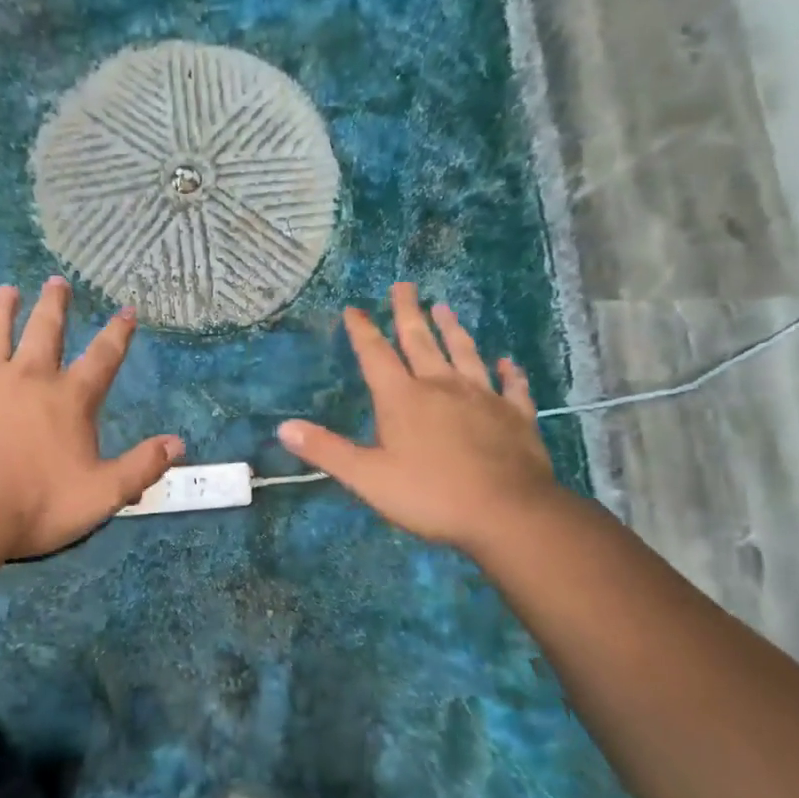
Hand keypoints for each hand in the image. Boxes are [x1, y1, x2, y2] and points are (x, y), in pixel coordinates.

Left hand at [0, 277, 183, 559]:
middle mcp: (29, 378)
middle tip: (57, 281)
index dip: (117, 333)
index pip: (102, 358)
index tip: (126, 310)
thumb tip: (178, 443)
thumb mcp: (102, 493)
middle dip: (54, 305)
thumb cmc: (37, 503)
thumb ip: (141, 466)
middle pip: (45, 331)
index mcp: (69, 399)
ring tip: (6, 291)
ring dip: (2, 311)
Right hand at [277, 283, 558, 553]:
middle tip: (404, 285)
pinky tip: (507, 362)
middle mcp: (441, 386)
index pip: (375, 355)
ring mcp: (482, 397)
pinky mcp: (515, 415)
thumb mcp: (367, 477)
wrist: (507, 512)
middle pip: (421, 340)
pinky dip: (508, 373)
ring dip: (453, 330)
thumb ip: (327, 450)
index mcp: (402, 398)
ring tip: (444, 307)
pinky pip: (511, 387)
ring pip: (464, 353)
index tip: (354, 308)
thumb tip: (283, 427)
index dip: (362, 331)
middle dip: (408, 312)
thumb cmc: (430, 494)